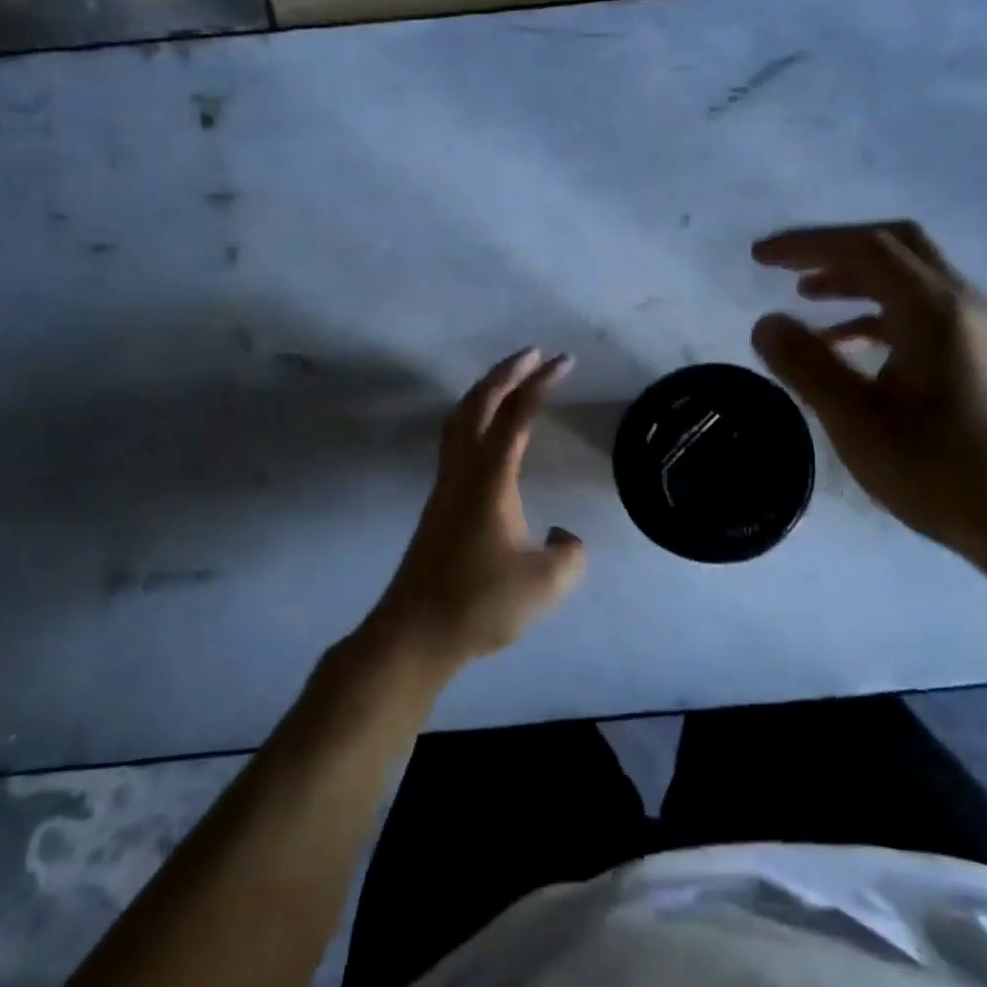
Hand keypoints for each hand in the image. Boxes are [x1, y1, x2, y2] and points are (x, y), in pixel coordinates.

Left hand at [373, 348, 587, 669]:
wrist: (416, 631)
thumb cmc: (480, 603)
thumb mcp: (546, 583)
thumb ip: (570, 553)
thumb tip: (563, 535)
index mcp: (490, 478)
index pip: (517, 416)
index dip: (541, 384)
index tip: (564, 361)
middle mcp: (462, 471)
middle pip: (478, 403)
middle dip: (506, 372)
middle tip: (535, 354)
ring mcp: (445, 486)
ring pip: (459, 420)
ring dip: (484, 392)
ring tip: (510, 381)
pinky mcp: (439, 504)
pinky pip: (455, 441)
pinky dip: (474, 418)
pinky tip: (488, 435)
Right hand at [750, 220, 986, 571]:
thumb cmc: (942, 474)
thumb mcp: (858, 423)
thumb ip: (807, 365)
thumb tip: (766, 322)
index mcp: (936, 311)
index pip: (865, 249)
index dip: (806, 244)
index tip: (758, 257)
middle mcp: (966, 305)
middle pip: (895, 249)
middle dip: (834, 250)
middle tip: (785, 267)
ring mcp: (982, 331)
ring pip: (911, 281)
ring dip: (855, 282)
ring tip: (807, 300)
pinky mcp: (986, 357)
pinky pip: (923, 315)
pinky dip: (878, 315)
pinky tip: (850, 347)